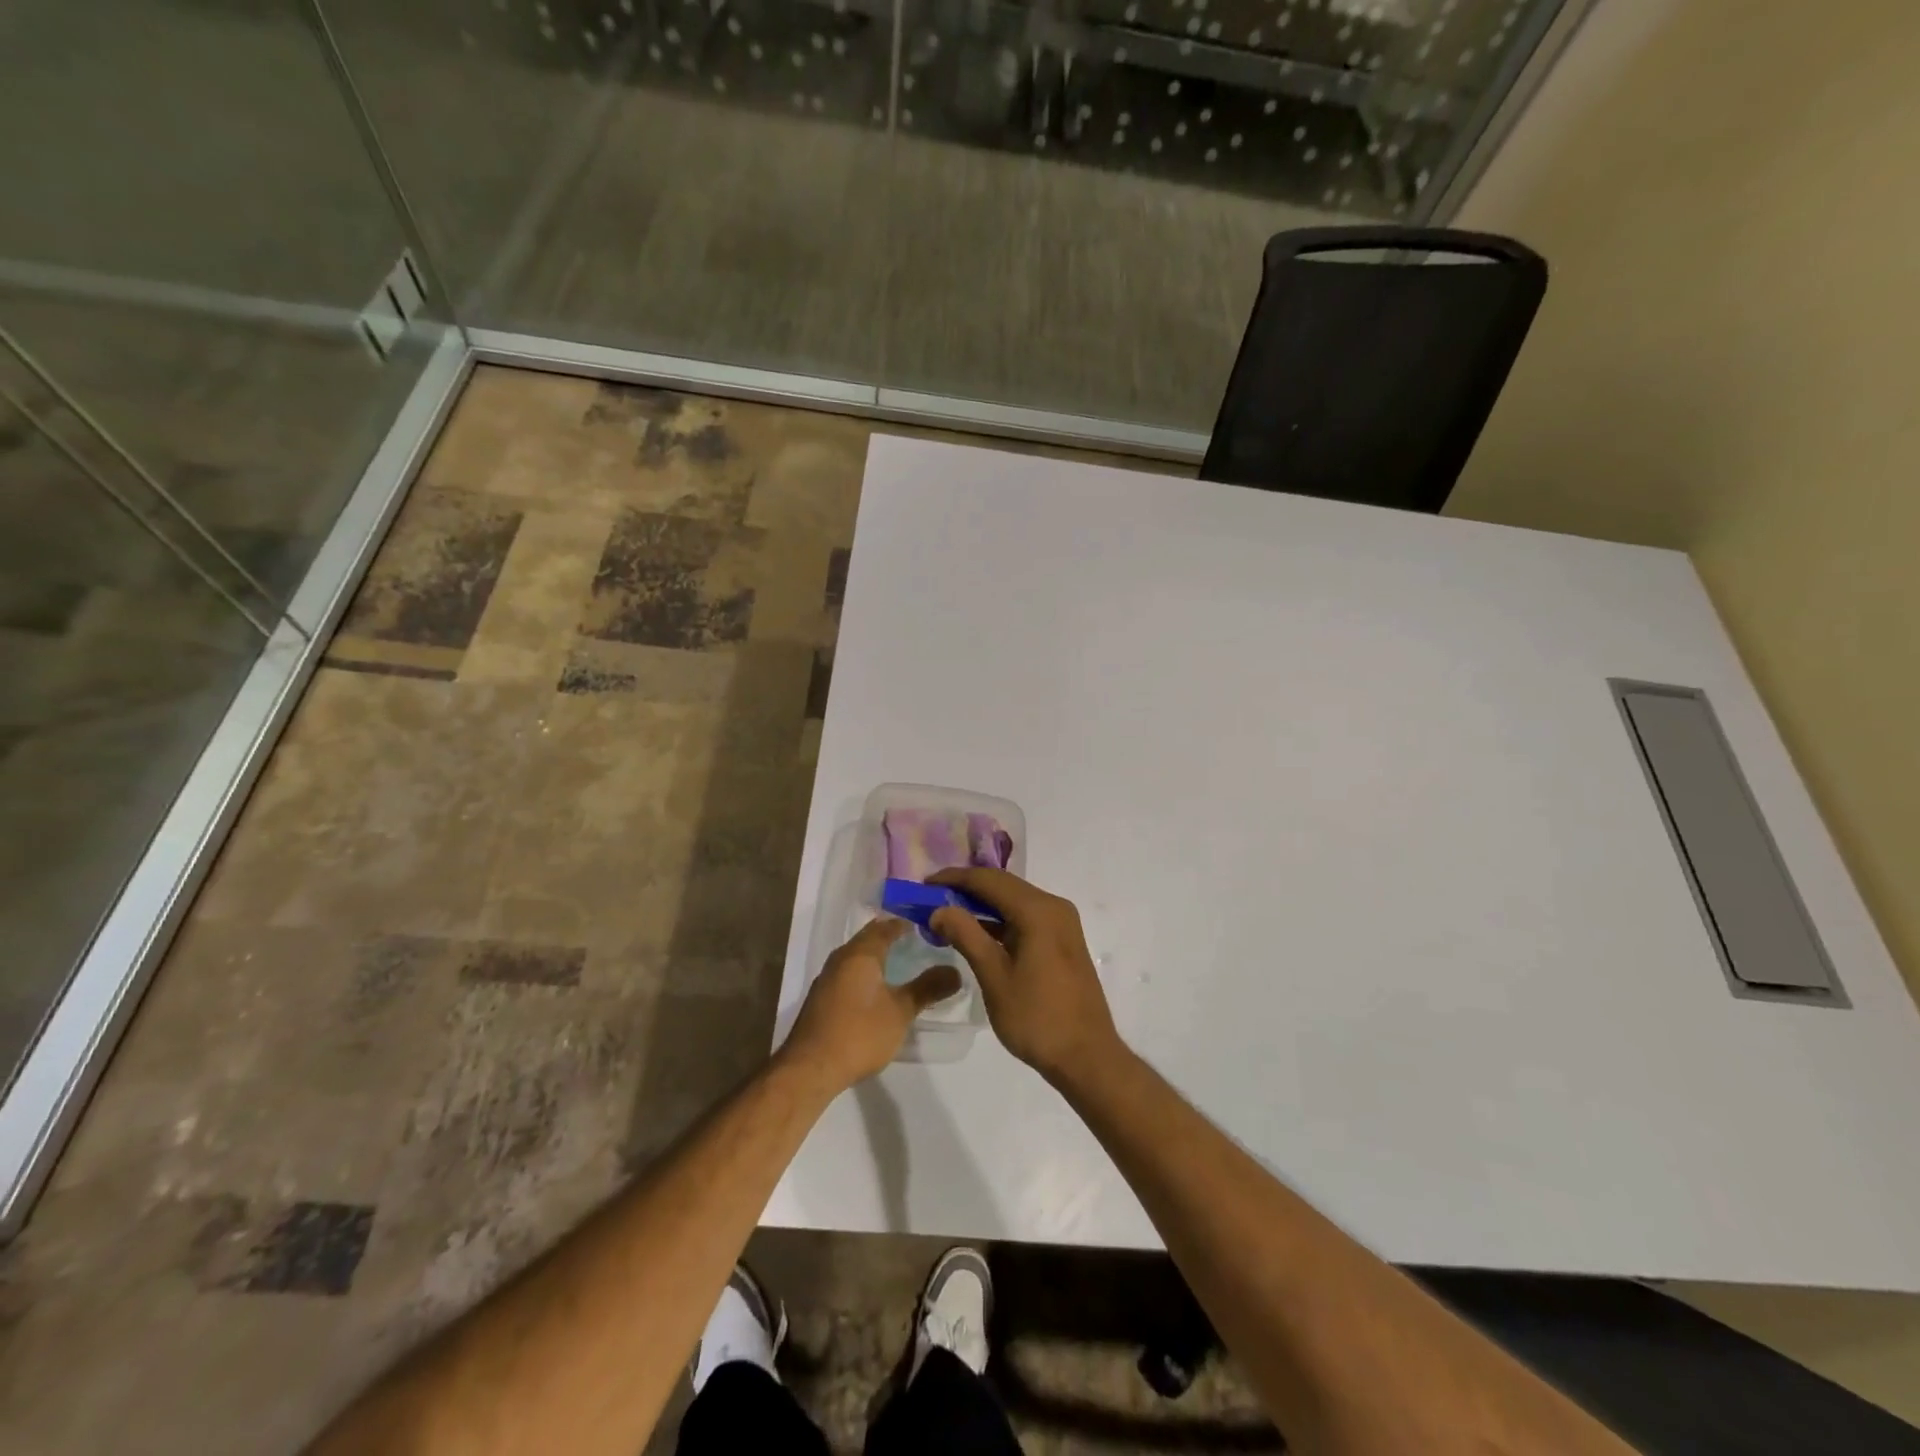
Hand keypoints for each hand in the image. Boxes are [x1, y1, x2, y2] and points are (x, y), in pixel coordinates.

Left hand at [781, 917, 960, 1091]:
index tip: (929, 924)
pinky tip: (877, 988)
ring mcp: (827, 978)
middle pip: (869, 938)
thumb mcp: (901, 1011)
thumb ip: (928, 988)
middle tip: (919, 940)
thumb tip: (956, 971)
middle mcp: (841, 958)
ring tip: (902, 962)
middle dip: (891, 936)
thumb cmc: (859, 1033)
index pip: (886, 926)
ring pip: (857, 956)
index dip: (907, 923)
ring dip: (877, 955)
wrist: (809, 1068)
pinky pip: (848, 973)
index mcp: (860, 953)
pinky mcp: (821, 999)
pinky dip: (865, 973)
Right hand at [929, 868, 1121, 1086]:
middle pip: (1003, 885)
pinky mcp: (1062, 940)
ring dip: (981, 905)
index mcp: (1038, 911)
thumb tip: (939, 909)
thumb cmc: (1037, 1018)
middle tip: (931, 899)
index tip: (923, 885)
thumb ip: (966, 936)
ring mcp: (1061, 923)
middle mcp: (1053, 907)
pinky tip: (976, 933)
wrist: (1086, 1056)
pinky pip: (1025, 917)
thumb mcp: (995, 977)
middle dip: (966, 890)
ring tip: (946, 916)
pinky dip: (999, 920)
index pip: (989, 880)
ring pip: (1014, 901)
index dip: (954, 879)